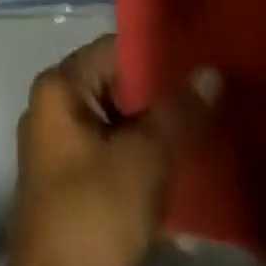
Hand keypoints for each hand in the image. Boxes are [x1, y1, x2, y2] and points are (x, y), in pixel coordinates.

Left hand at [0, 35, 217, 265]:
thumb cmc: (94, 215)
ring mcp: (61, 150)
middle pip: (117, 88)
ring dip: (158, 137)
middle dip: (162, 100)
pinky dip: (144, 166)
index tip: (200, 58)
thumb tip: (211, 72)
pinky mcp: (72, 188)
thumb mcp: (143, 161)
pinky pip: (114, 159)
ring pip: (119, 127)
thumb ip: (177, 113)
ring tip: (206, 134)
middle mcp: (54, 108)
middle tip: (211, 99)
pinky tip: (184, 180)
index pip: (114, 49)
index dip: (157, 53)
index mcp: (60, 87)